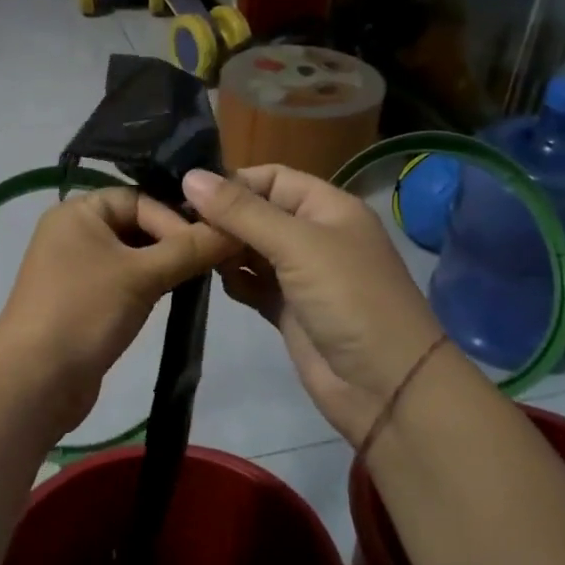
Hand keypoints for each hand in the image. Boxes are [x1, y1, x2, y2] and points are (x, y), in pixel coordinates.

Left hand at [0, 188, 234, 439]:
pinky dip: (148, 285)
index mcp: (78, 211)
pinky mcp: (82, 301)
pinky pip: (123, 280)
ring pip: (133, 255)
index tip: (210, 244)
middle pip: (137, 224)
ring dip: (164, 265)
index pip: (140, 198)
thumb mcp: (142, 276)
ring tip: (198, 279)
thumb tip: (236, 228)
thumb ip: (190, 249)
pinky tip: (173, 297)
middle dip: (174, 241)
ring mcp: (76, 268)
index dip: (176, 218)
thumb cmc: (85, 312)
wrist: (34, 382)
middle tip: (212, 261)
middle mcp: (73, 232)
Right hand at [182, 166, 445, 445]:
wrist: (386, 386)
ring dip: (224, 250)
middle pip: (258, 213)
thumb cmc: (348, 299)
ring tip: (190, 252)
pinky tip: (216, 282)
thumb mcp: (297, 245)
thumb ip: (242, 212)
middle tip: (178, 226)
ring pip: (251, 250)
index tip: (188, 193)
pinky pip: (252, 284)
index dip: (233, 182)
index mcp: (327, 208)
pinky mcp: (288, 310)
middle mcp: (314, 235)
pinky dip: (235, 281)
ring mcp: (301, 275)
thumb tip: (190, 177)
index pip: (272, 178)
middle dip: (222, 217)